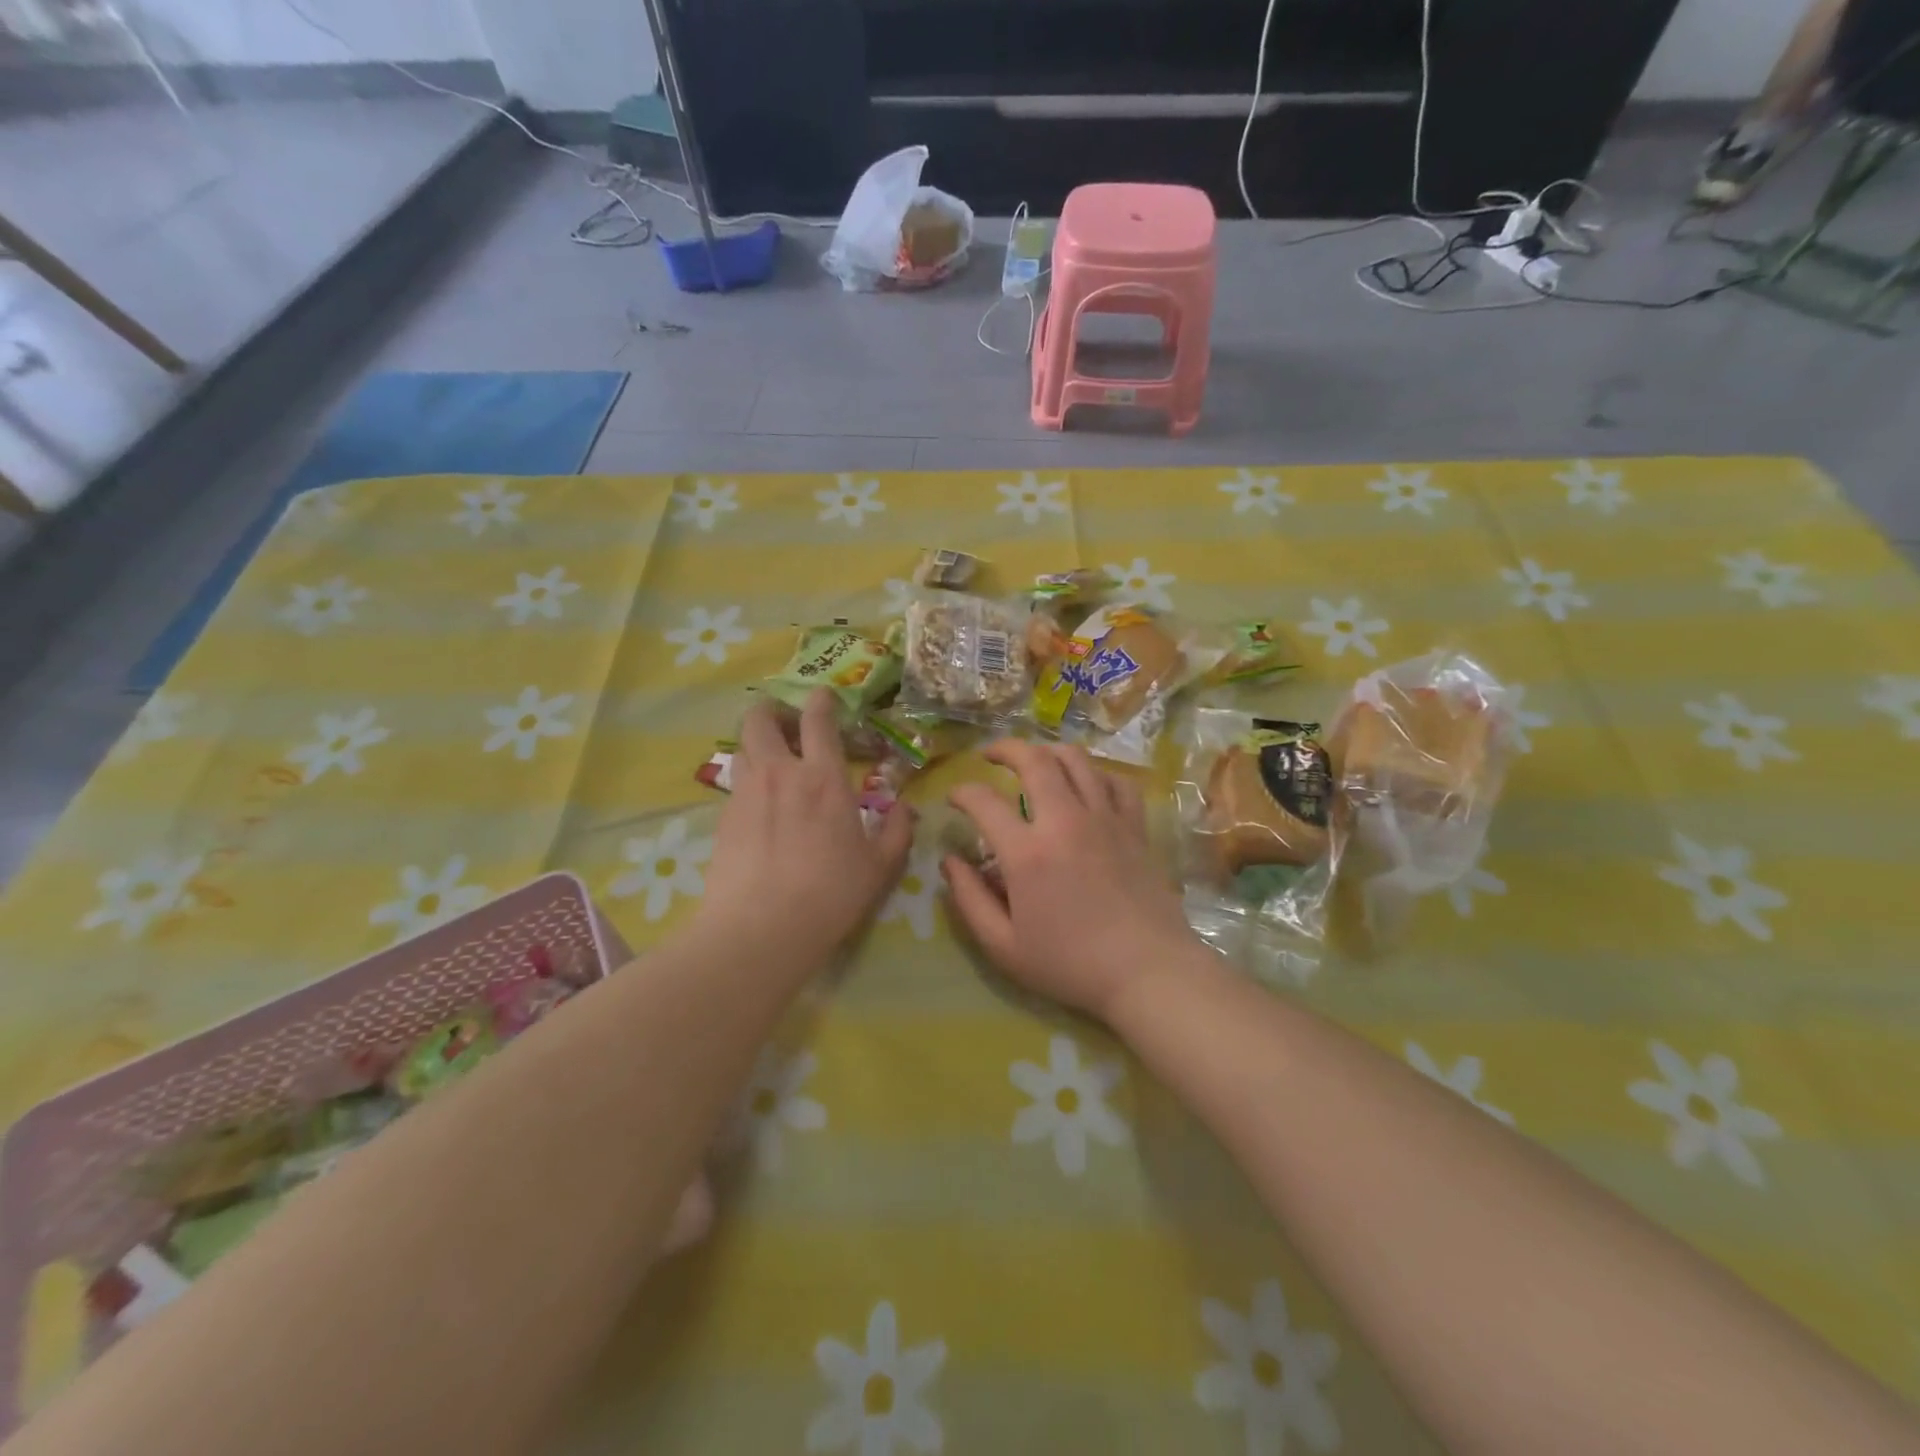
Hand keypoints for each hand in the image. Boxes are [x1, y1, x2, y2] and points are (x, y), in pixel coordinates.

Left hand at [694, 691, 912, 977]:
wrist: (761, 929)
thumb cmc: (831, 894)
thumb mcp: (879, 867)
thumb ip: (897, 831)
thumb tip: (906, 808)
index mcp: (824, 779)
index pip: (818, 721)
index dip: (820, 700)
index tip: (823, 695)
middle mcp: (780, 774)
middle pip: (761, 720)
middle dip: (771, 709)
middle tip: (784, 720)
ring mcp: (746, 794)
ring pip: (742, 748)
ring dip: (757, 744)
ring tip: (771, 760)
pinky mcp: (723, 818)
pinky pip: (735, 784)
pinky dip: (748, 781)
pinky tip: (759, 806)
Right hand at [943, 741, 1196, 1021]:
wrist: (1148, 972)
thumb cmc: (1071, 965)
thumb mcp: (1004, 946)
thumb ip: (969, 899)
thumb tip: (950, 861)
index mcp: (1027, 852)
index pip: (984, 801)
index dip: (962, 792)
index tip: (954, 798)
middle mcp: (1065, 821)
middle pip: (1033, 760)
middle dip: (1005, 748)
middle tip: (990, 755)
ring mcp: (1105, 819)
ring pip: (1077, 760)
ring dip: (1049, 751)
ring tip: (1035, 759)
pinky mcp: (1135, 827)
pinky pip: (1117, 781)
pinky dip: (1098, 774)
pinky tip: (1088, 784)